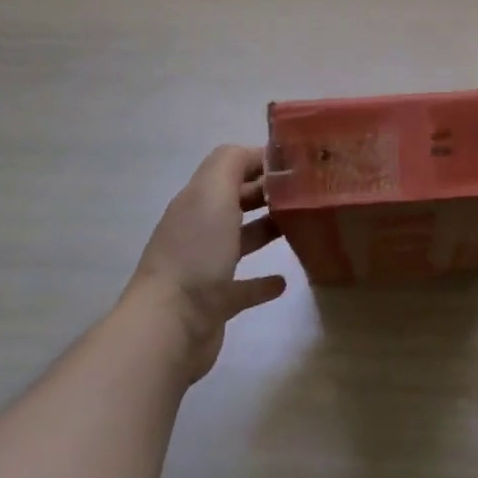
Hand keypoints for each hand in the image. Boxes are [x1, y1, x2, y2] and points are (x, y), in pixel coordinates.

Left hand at [125, 145, 287, 383]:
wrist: (170, 325)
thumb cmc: (196, 252)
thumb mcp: (212, 192)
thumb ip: (231, 163)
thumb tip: (257, 153)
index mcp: (197, 200)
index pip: (230, 168)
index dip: (261, 161)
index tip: (299, 163)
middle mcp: (198, 230)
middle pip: (235, 202)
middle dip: (266, 193)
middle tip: (307, 192)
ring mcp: (205, 268)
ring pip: (240, 241)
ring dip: (266, 231)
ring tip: (301, 226)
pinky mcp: (216, 302)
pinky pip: (244, 287)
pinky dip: (263, 282)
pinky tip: (284, 281)